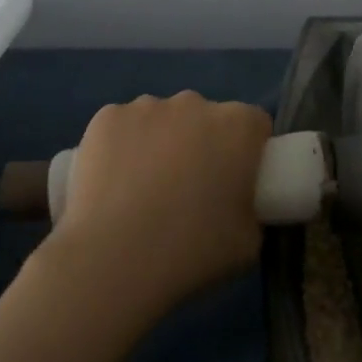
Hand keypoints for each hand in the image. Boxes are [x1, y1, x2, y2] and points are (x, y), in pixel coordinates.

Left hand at [48, 92, 271, 324]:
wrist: (113, 258)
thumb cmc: (191, 250)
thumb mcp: (248, 242)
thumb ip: (251, 210)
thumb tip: (237, 204)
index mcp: (238, 126)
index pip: (254, 125)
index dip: (248, 152)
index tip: (235, 183)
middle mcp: (195, 103)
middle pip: (206, 118)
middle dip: (202, 144)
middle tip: (188, 191)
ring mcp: (147, 106)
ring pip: (162, 119)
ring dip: (161, 142)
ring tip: (143, 191)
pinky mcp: (107, 117)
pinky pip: (123, 126)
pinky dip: (122, 146)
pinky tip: (112, 183)